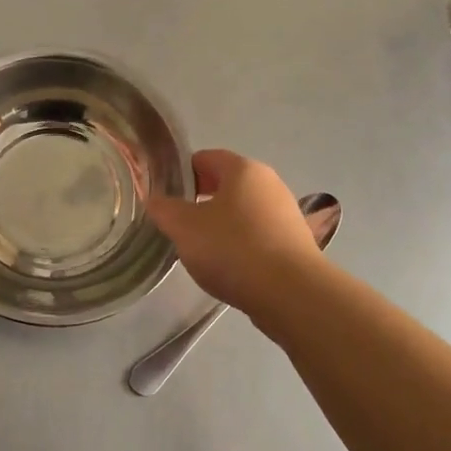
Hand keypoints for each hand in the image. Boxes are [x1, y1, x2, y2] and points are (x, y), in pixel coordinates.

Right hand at [145, 149, 319, 314]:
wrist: (291, 293)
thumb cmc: (233, 248)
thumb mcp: (185, 228)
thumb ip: (165, 210)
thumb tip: (155, 200)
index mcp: (243, 169)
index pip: (206, 157)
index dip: (182, 173)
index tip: (166, 195)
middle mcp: (269, 183)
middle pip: (227, 184)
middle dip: (201, 199)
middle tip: (179, 223)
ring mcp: (286, 213)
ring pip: (243, 210)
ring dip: (221, 223)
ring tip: (201, 249)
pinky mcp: (295, 242)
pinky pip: (258, 234)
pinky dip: (240, 243)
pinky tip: (228, 266)